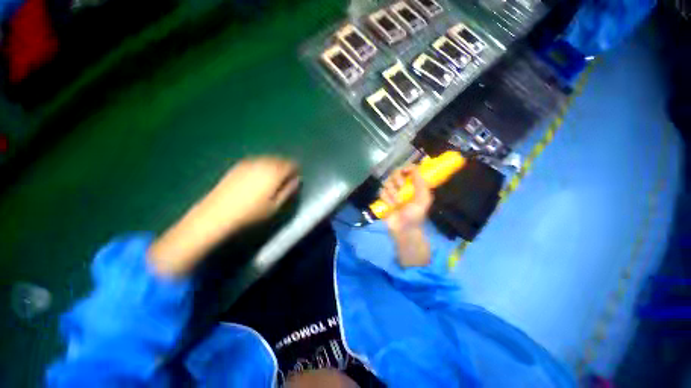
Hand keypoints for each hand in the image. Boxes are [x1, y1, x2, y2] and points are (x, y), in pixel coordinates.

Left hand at [197, 157, 299, 229]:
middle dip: (285, 167)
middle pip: (279, 159)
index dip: (295, 170)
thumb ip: (288, 190)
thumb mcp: (275, 206)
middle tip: (286, 178)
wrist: (218, 213)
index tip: (296, 178)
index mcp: (274, 173)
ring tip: (273, 178)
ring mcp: (249, 163)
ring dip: (274, 165)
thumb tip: (297, 180)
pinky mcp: (238, 166)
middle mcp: (262, 163)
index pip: (291, 164)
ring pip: (268, 159)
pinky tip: (258, 176)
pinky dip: (262, 165)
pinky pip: (256, 161)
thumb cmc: (251, 213)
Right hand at [379, 166, 432, 266]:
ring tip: (396, 202)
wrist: (403, 229)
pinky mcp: (384, 198)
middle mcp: (402, 186)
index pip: (409, 170)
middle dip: (397, 179)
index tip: (405, 171)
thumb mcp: (423, 199)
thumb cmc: (415, 215)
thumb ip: (421, 183)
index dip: (407, 167)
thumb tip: (414, 168)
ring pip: (387, 182)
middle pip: (395, 173)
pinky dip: (386, 198)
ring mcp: (392, 192)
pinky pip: (381, 192)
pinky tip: (391, 206)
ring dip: (392, 192)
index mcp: (414, 185)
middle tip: (400, 186)